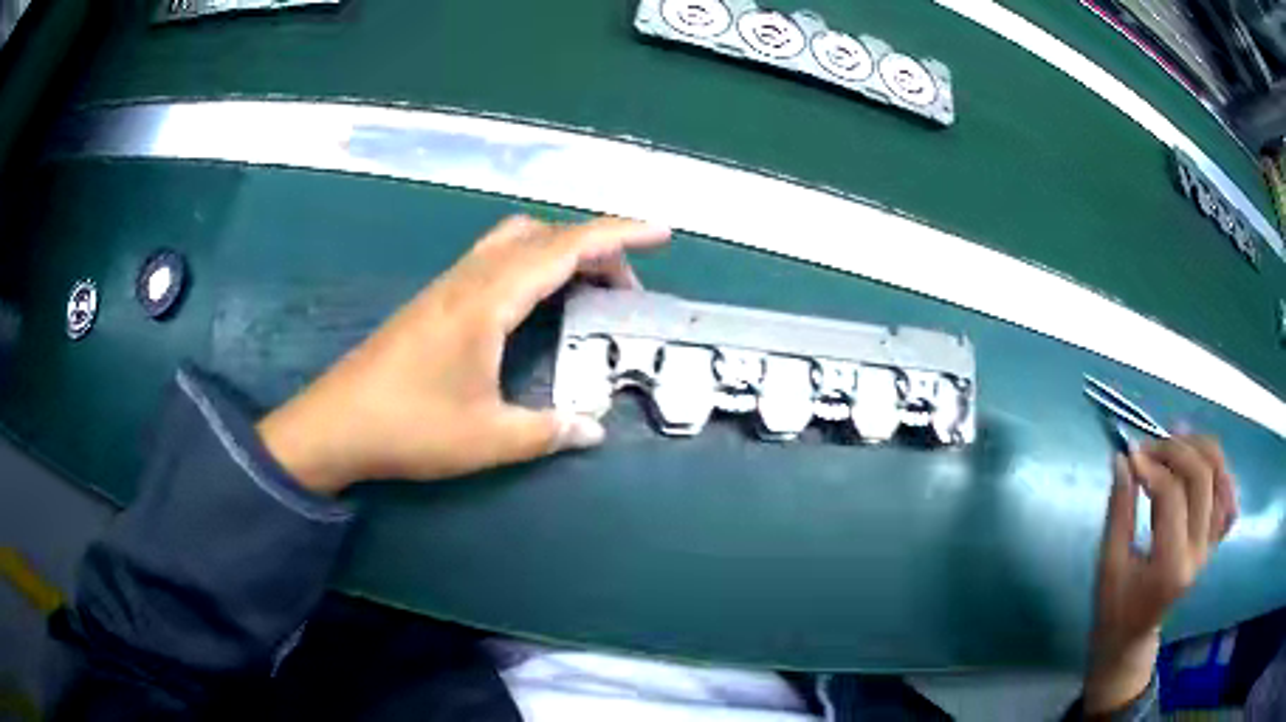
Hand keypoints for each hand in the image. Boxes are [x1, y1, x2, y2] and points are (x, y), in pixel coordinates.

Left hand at [256, 215, 670, 494]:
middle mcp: (470, 280)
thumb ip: (546, 432)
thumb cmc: (409, 428)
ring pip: (516, 242)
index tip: (660, 232)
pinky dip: (532, 264)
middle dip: (595, 248)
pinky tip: (535, 301)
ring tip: (588, 289)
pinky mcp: (436, 300)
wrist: (336, 424)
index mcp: (488, 301)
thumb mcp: (486, 439)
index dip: (618, 236)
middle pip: (544, 236)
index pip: (564, 249)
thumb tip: (593, 429)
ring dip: (560, 252)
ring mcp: (449, 286)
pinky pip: (496, 260)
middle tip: (625, 288)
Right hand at [1083, 436, 1238, 713]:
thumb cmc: (1114, 606)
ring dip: (1200, 449)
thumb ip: (1119, 511)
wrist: (1133, 636)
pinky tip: (1200, 464)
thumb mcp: (1108, 564)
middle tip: (1151, 446)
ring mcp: (1211, 545)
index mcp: (1171, 566)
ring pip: (1220, 476)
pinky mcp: (1214, 541)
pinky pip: (1227, 495)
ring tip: (1176, 442)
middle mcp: (1199, 552)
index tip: (1130, 454)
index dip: (1152, 467)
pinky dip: (1219, 471)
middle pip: (1203, 477)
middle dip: (1177, 449)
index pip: (1171, 496)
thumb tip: (1123, 458)